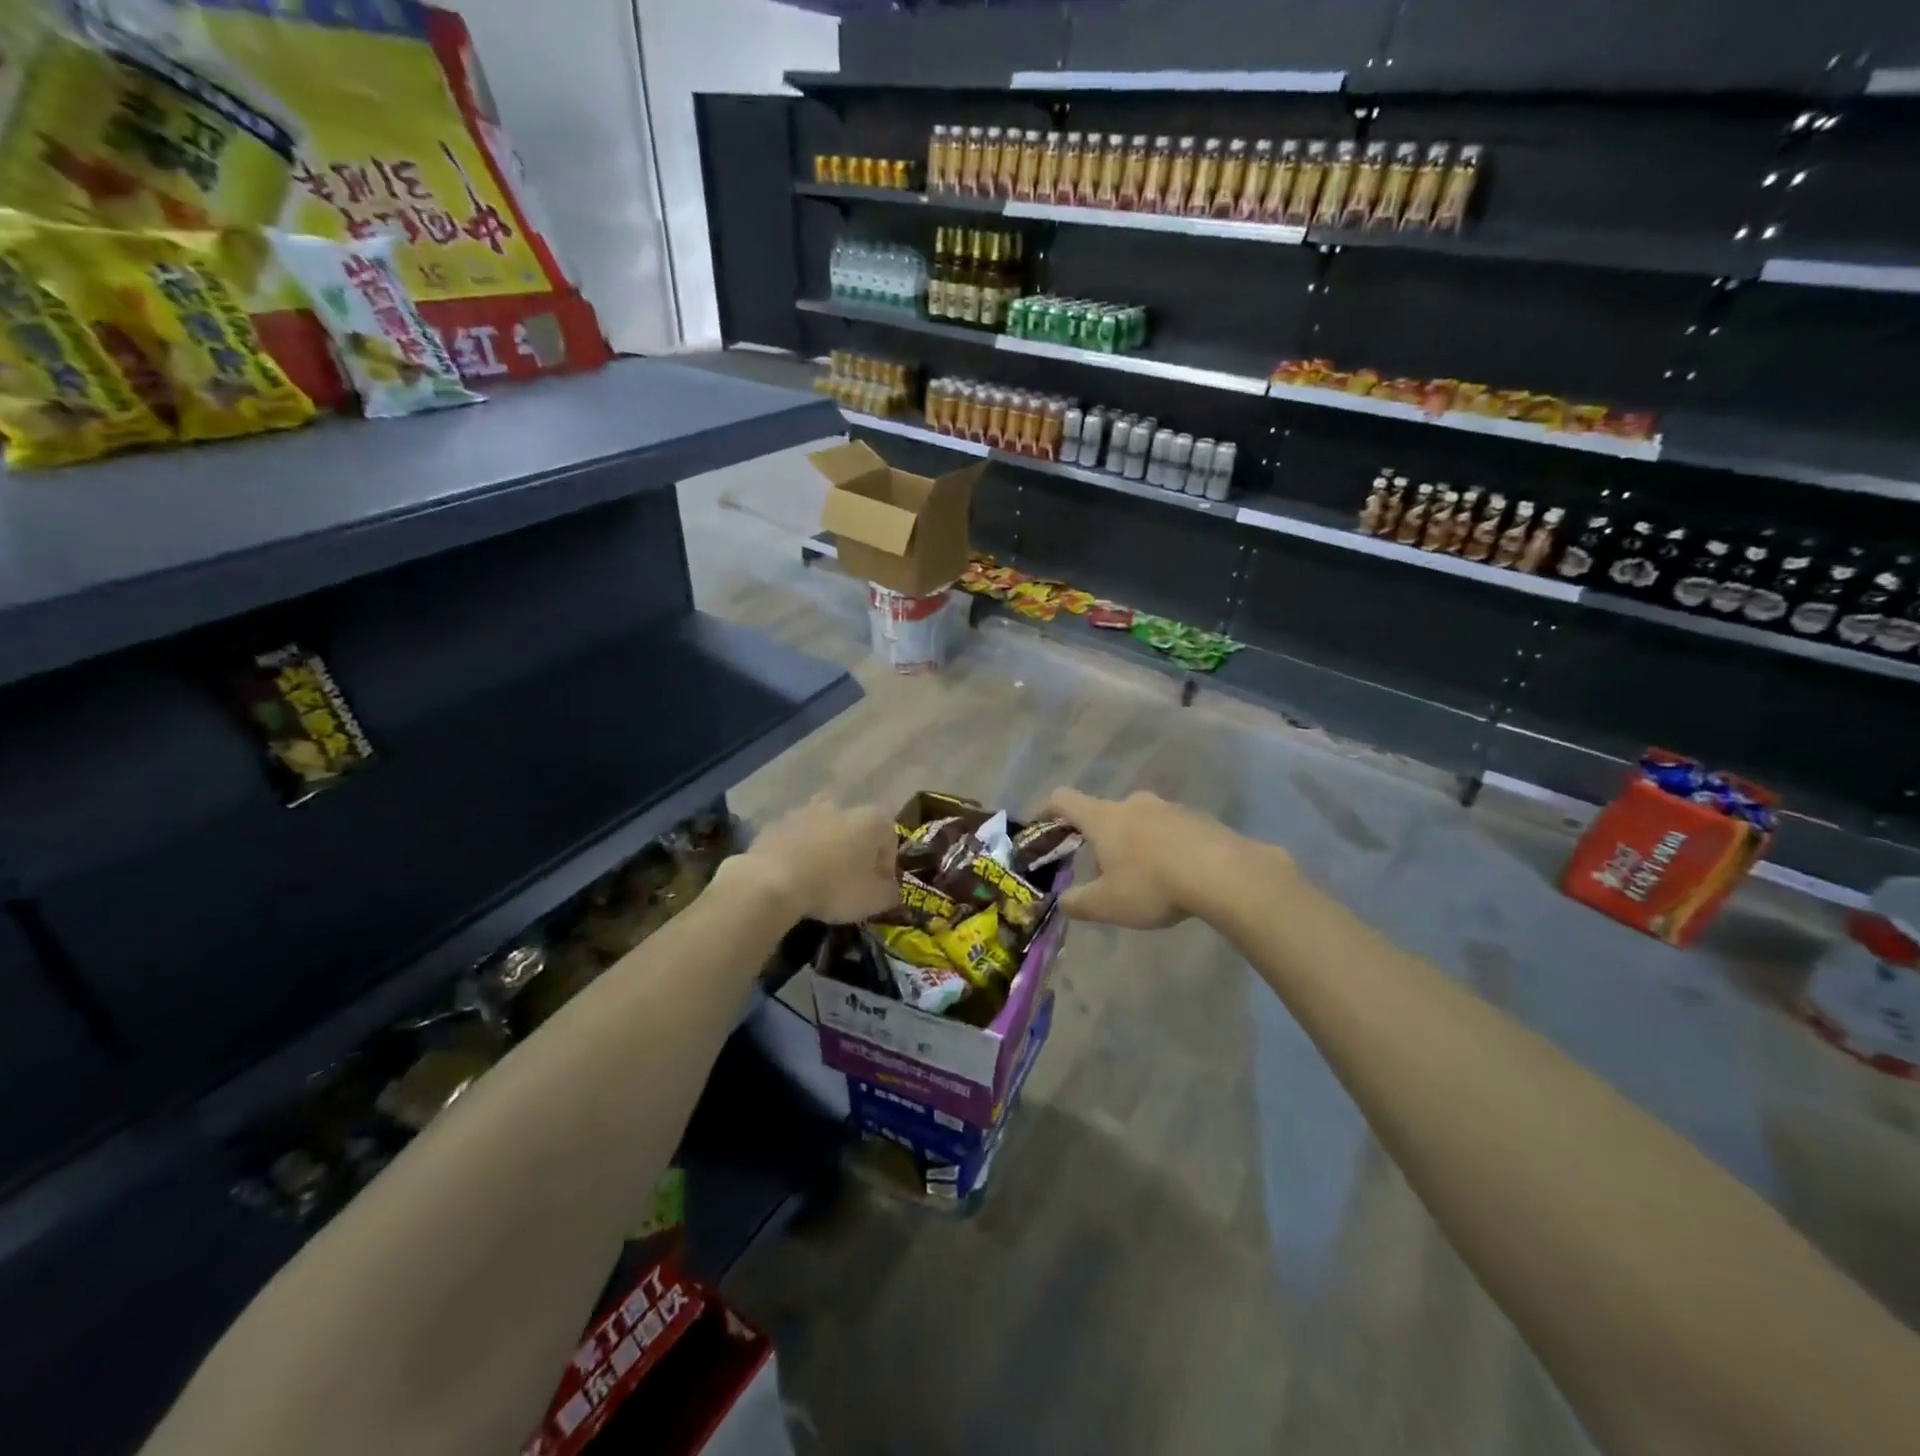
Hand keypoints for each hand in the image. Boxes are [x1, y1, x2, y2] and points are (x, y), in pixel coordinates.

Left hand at [731, 798, 896, 924]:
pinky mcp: (776, 824)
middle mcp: (841, 806)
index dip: (887, 866)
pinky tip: (792, 878)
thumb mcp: (873, 900)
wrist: (772, 880)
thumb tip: (892, 890)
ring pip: (822, 830)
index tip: (878, 888)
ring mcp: (805, 812)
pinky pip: (794, 839)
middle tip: (848, 881)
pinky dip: (797, 853)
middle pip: (855, 829)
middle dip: (854, 851)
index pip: (890, 839)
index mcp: (871, 820)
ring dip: (824, 849)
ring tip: (818, 879)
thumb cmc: (834, 887)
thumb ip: (890, 893)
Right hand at [1039, 787, 1262, 929]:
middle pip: (1104, 814)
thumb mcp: (1107, 904)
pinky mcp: (1197, 818)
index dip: (1048, 810)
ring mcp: (1168, 808)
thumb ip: (1078, 903)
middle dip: (1098, 841)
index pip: (1064, 800)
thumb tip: (1063, 901)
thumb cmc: (1153, 884)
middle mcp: (1132, 804)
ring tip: (1143, 880)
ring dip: (1132, 844)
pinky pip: (1169, 830)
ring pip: (1138, 821)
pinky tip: (1175, 877)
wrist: (1224, 873)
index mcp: (1104, 818)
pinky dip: (1162, 847)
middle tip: (1103, 874)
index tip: (1044, 826)